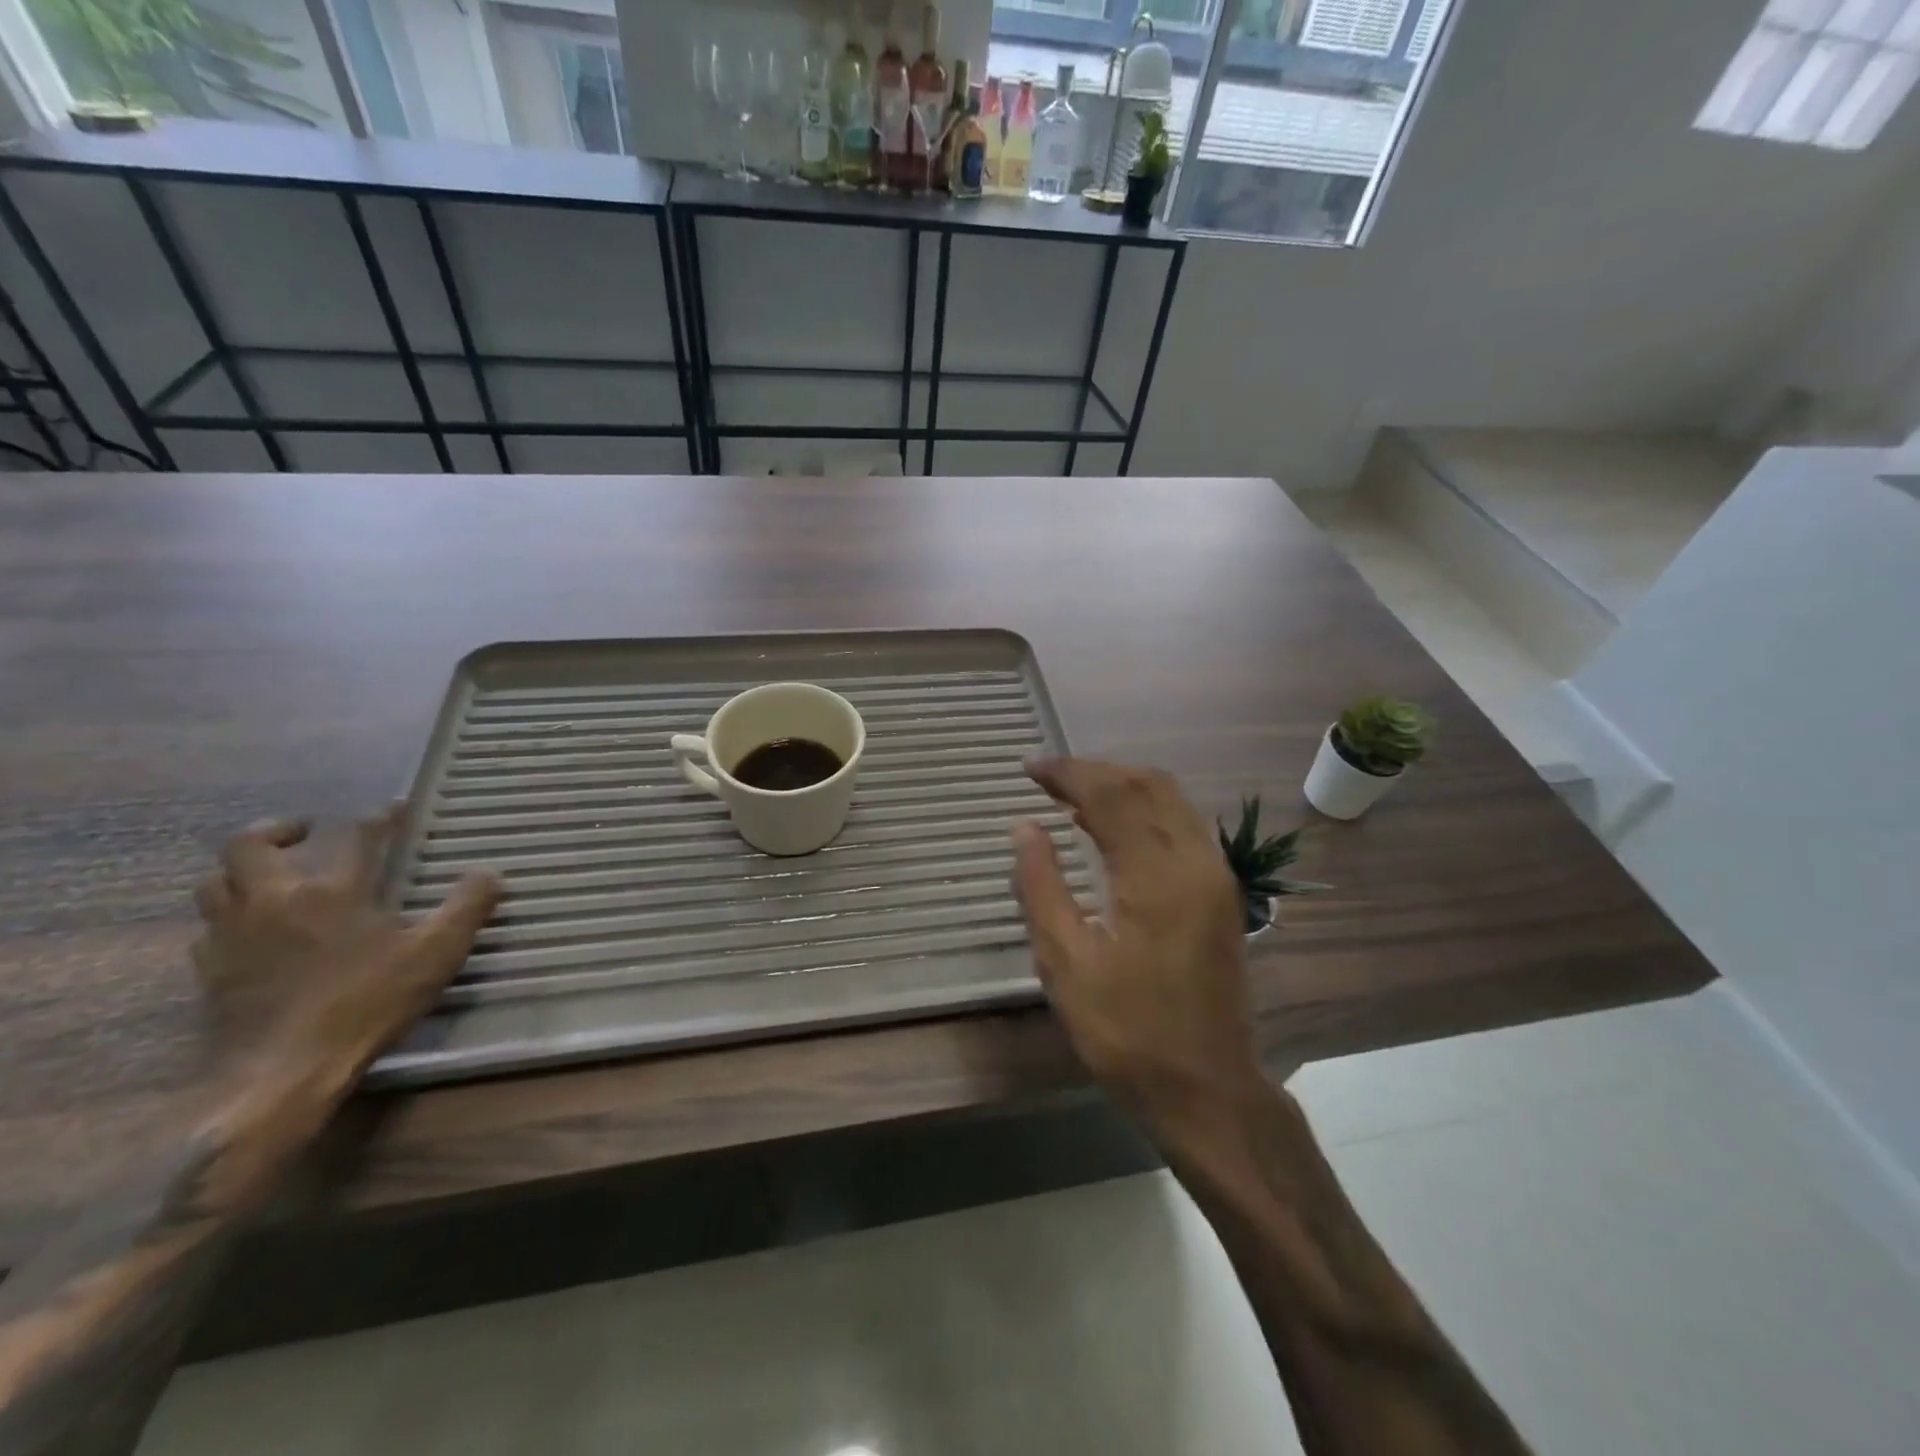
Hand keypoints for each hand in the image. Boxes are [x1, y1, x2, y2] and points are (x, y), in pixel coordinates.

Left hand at [191, 807, 502, 1078]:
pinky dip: (229, 919)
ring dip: (241, 871)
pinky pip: (208, 930)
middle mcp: (272, 901)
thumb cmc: (367, 1002)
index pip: (354, 837)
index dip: (378, 818)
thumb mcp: (436, 953)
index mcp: (330, 891)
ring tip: (271, 877)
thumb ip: (466, 908)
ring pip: (214, 885)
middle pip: (248, 846)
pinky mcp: (211, 973)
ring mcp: (232, 937)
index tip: (394, 808)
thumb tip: (490, 874)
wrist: (285, 1072)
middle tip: (305, 832)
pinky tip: (254, 933)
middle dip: (276, 830)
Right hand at [1011, 758, 1264, 1124]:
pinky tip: (1112, 830)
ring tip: (1071, 797)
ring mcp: (1217, 876)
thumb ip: (1041, 886)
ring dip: (1122, 786)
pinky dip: (1144, 811)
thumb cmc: (1128, 1034)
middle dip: (1096, 771)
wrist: (1209, 1091)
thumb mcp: (1067, 965)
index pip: (1112, 795)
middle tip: (1047, 778)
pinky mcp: (1222, 893)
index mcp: (1158, 876)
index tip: (1029, 768)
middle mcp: (1197, 861)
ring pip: (1171, 800)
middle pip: (1148, 784)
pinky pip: (1182, 825)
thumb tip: (1023, 827)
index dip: (1068, 773)